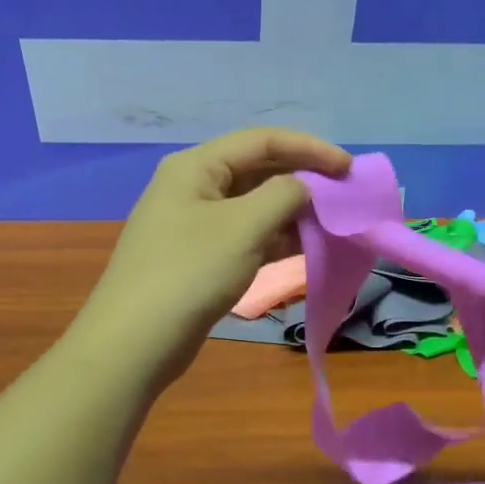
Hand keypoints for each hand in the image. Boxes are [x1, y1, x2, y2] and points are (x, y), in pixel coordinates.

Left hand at [78, 128, 351, 381]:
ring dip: (292, 211)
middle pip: (258, 170)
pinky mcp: (200, 257)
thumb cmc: (190, 272)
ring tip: (330, 223)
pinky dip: (276, 237)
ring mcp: (195, 223)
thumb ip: (284, 195)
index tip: (348, 168)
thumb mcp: (244, 226)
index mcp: (197, 166)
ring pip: (254, 205)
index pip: (262, 141)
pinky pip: (246, 235)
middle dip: (302, 179)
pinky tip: (305, 247)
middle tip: (342, 195)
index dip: (310, 148)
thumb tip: (303, 187)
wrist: (136, 342)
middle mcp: (194, 186)